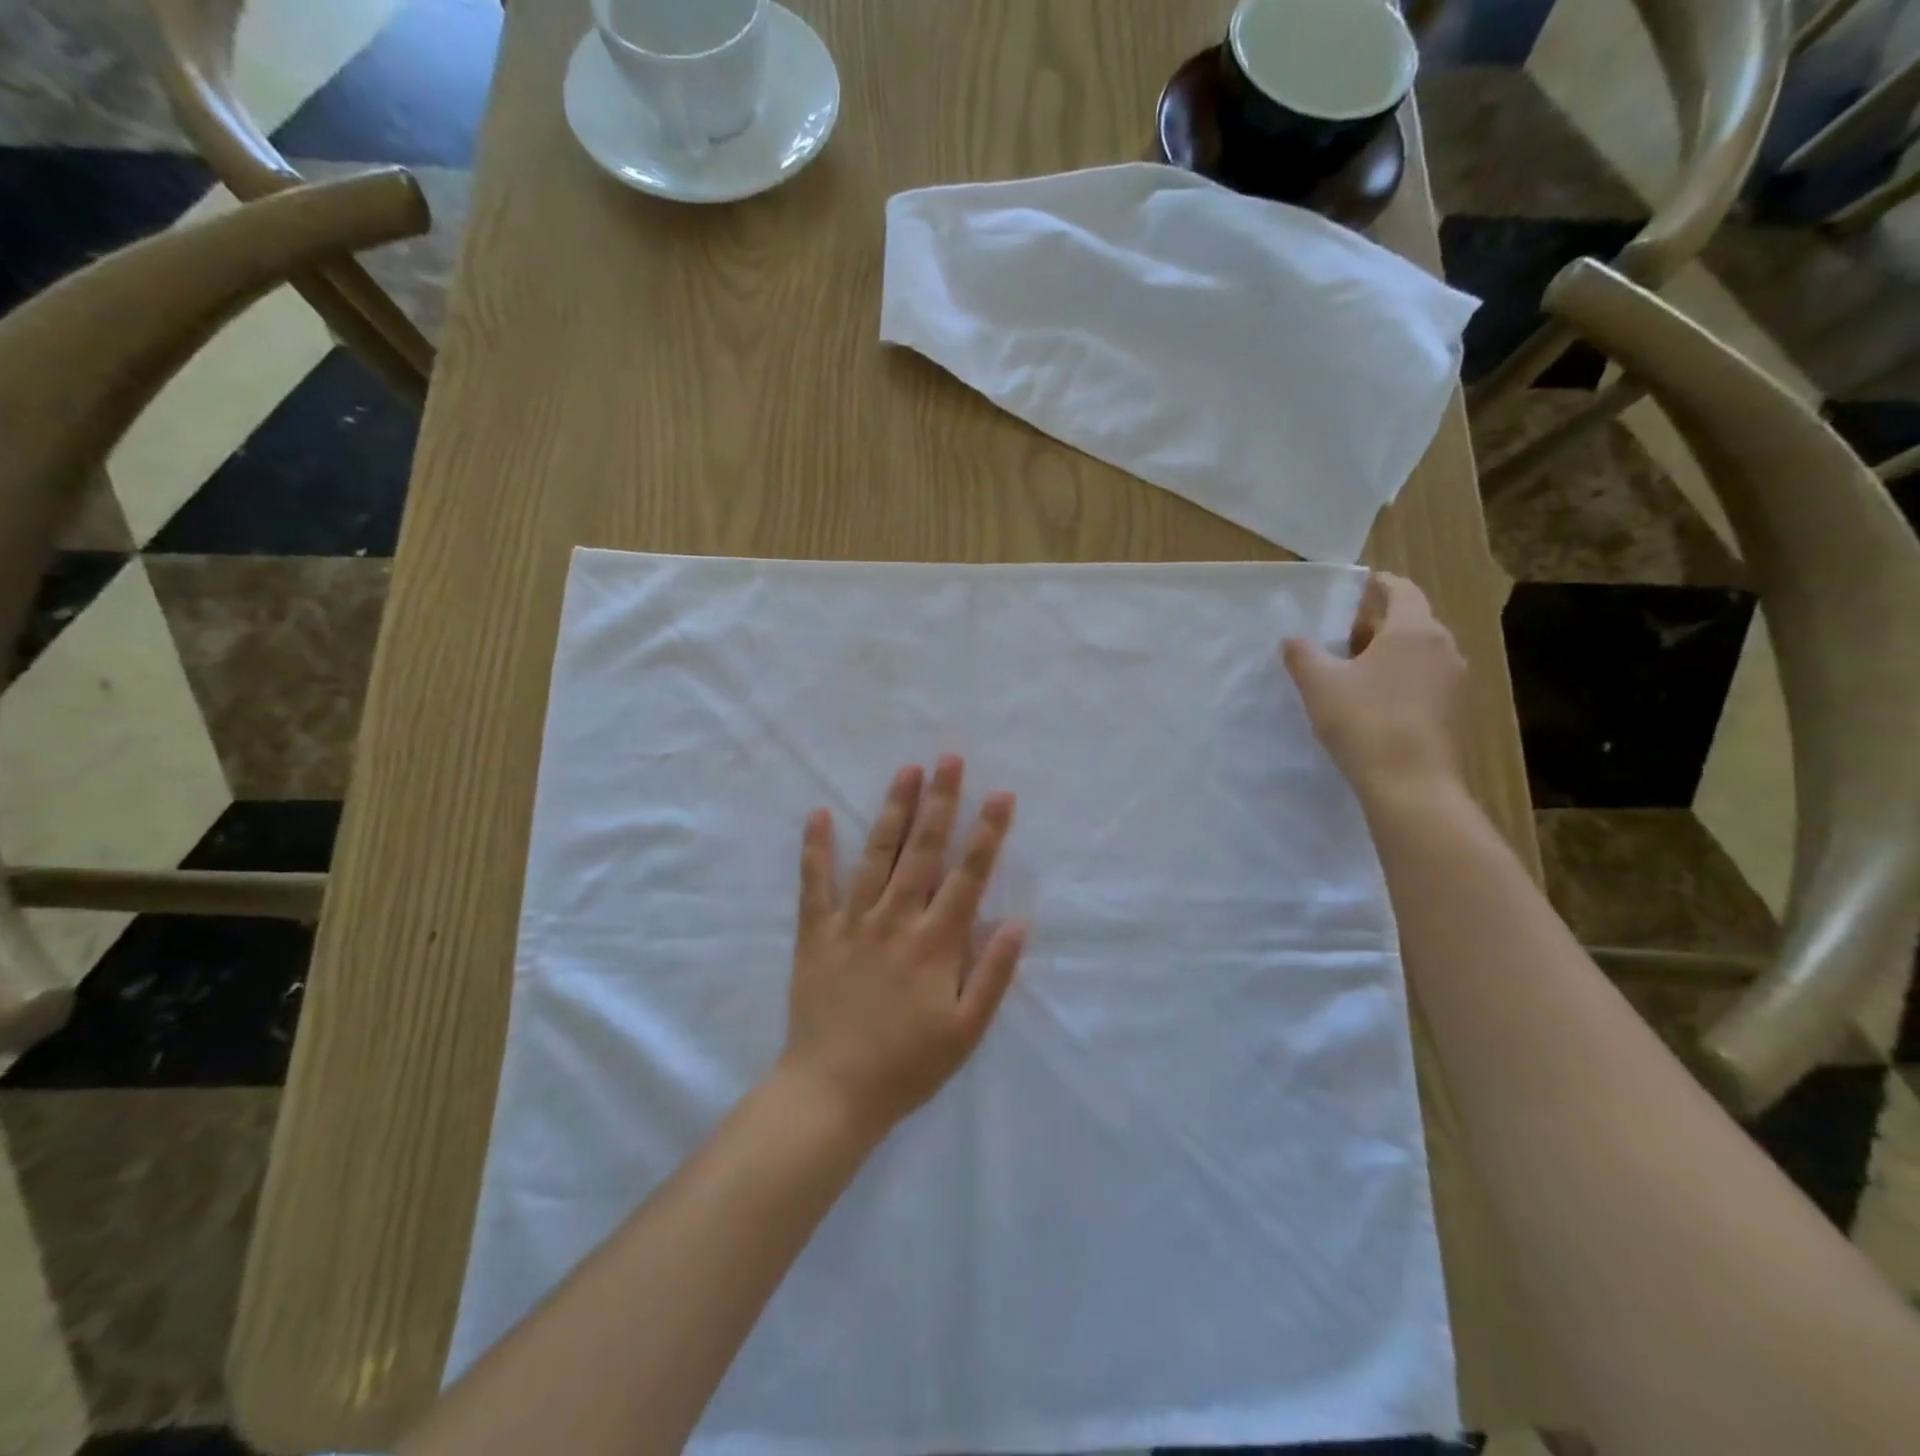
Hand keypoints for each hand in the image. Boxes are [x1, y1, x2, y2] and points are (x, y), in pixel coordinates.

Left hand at [779, 754, 1025, 1136]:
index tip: (1001, 794)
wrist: (832, 1093)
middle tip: (949, 758)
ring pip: (876, 855)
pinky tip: (817, 814)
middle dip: (940, 802)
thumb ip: (994, 974)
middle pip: (922, 851)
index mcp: (935, 943)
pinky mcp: (816, 934)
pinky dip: (816, 849)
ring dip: (893, 810)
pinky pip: (814, 884)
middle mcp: (895, 920)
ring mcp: (852, 923)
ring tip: (906, 771)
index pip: (968, 876)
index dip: (988, 833)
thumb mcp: (966, 1032)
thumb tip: (1018, 921)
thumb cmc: (907, 1066)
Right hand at [1281, 572, 1468, 806]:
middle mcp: (1443, 648)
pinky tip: (1376, 702)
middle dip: (1378, 623)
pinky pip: (1426, 681)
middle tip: (1343, 633)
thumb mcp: (1319, 684)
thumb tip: (1293, 639)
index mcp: (1414, 630)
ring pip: (1420, 653)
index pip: (1401, 590)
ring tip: (1355, 669)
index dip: (1379, 584)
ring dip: (1390, 653)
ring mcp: (1455, 682)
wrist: (1412, 786)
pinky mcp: (1455, 712)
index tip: (1359, 584)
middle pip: (1411, 622)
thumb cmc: (1364, 722)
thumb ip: (1303, 654)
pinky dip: (1402, 679)